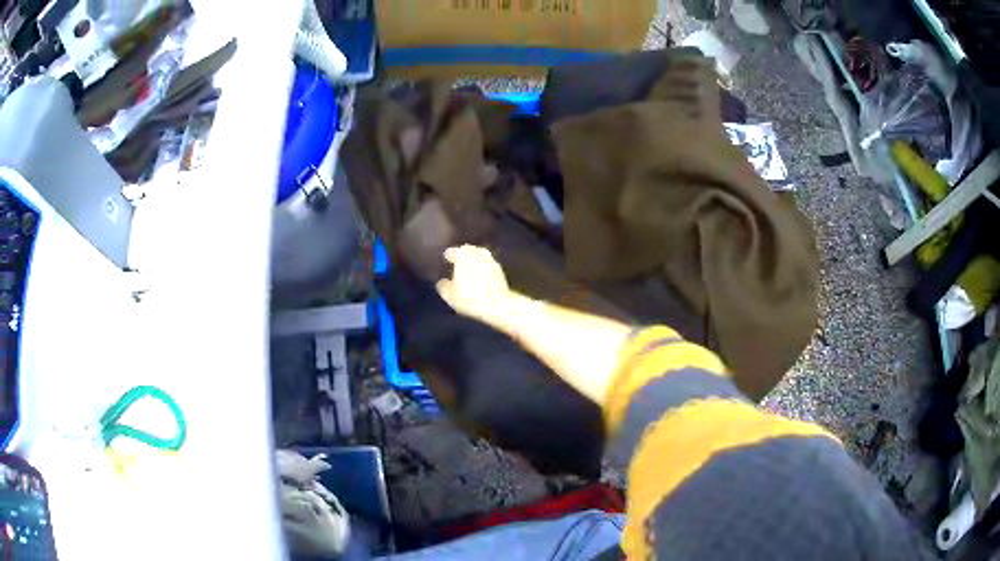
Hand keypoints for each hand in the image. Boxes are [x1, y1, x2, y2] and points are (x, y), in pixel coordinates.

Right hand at [436, 245, 511, 324]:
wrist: (498, 305)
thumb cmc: (469, 298)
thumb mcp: (450, 295)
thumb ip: (444, 286)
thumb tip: (443, 282)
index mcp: (463, 255)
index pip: (454, 251)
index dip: (449, 254)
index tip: (446, 257)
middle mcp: (478, 254)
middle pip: (469, 250)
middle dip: (463, 254)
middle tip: (458, 261)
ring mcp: (491, 261)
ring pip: (481, 256)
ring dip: (475, 260)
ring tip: (469, 269)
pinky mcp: (501, 271)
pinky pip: (489, 266)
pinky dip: (483, 268)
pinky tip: (480, 277)